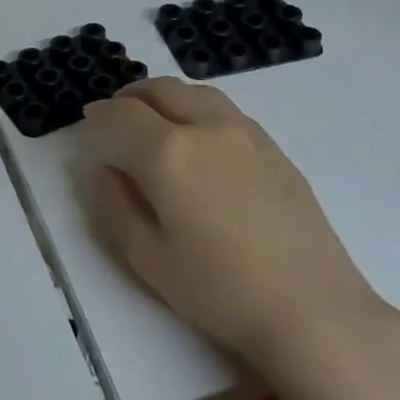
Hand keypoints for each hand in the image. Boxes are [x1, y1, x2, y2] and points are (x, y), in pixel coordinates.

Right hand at [79, 78, 391, 375]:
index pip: (121, 115)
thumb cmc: (218, 290)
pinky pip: (224, 110)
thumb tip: (103, 169)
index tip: (87, 124)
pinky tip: (197, 139)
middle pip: (160, 89)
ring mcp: (246, 132)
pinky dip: (196, 108)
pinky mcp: (274, 147)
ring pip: (195, 92)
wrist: (312, 310)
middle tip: (115, 117)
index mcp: (168, 152)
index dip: (98, 115)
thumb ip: (115, 204)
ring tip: (154, 120)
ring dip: (165, 97)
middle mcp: (206, 127)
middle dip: (130, 98)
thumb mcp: (147, 256)